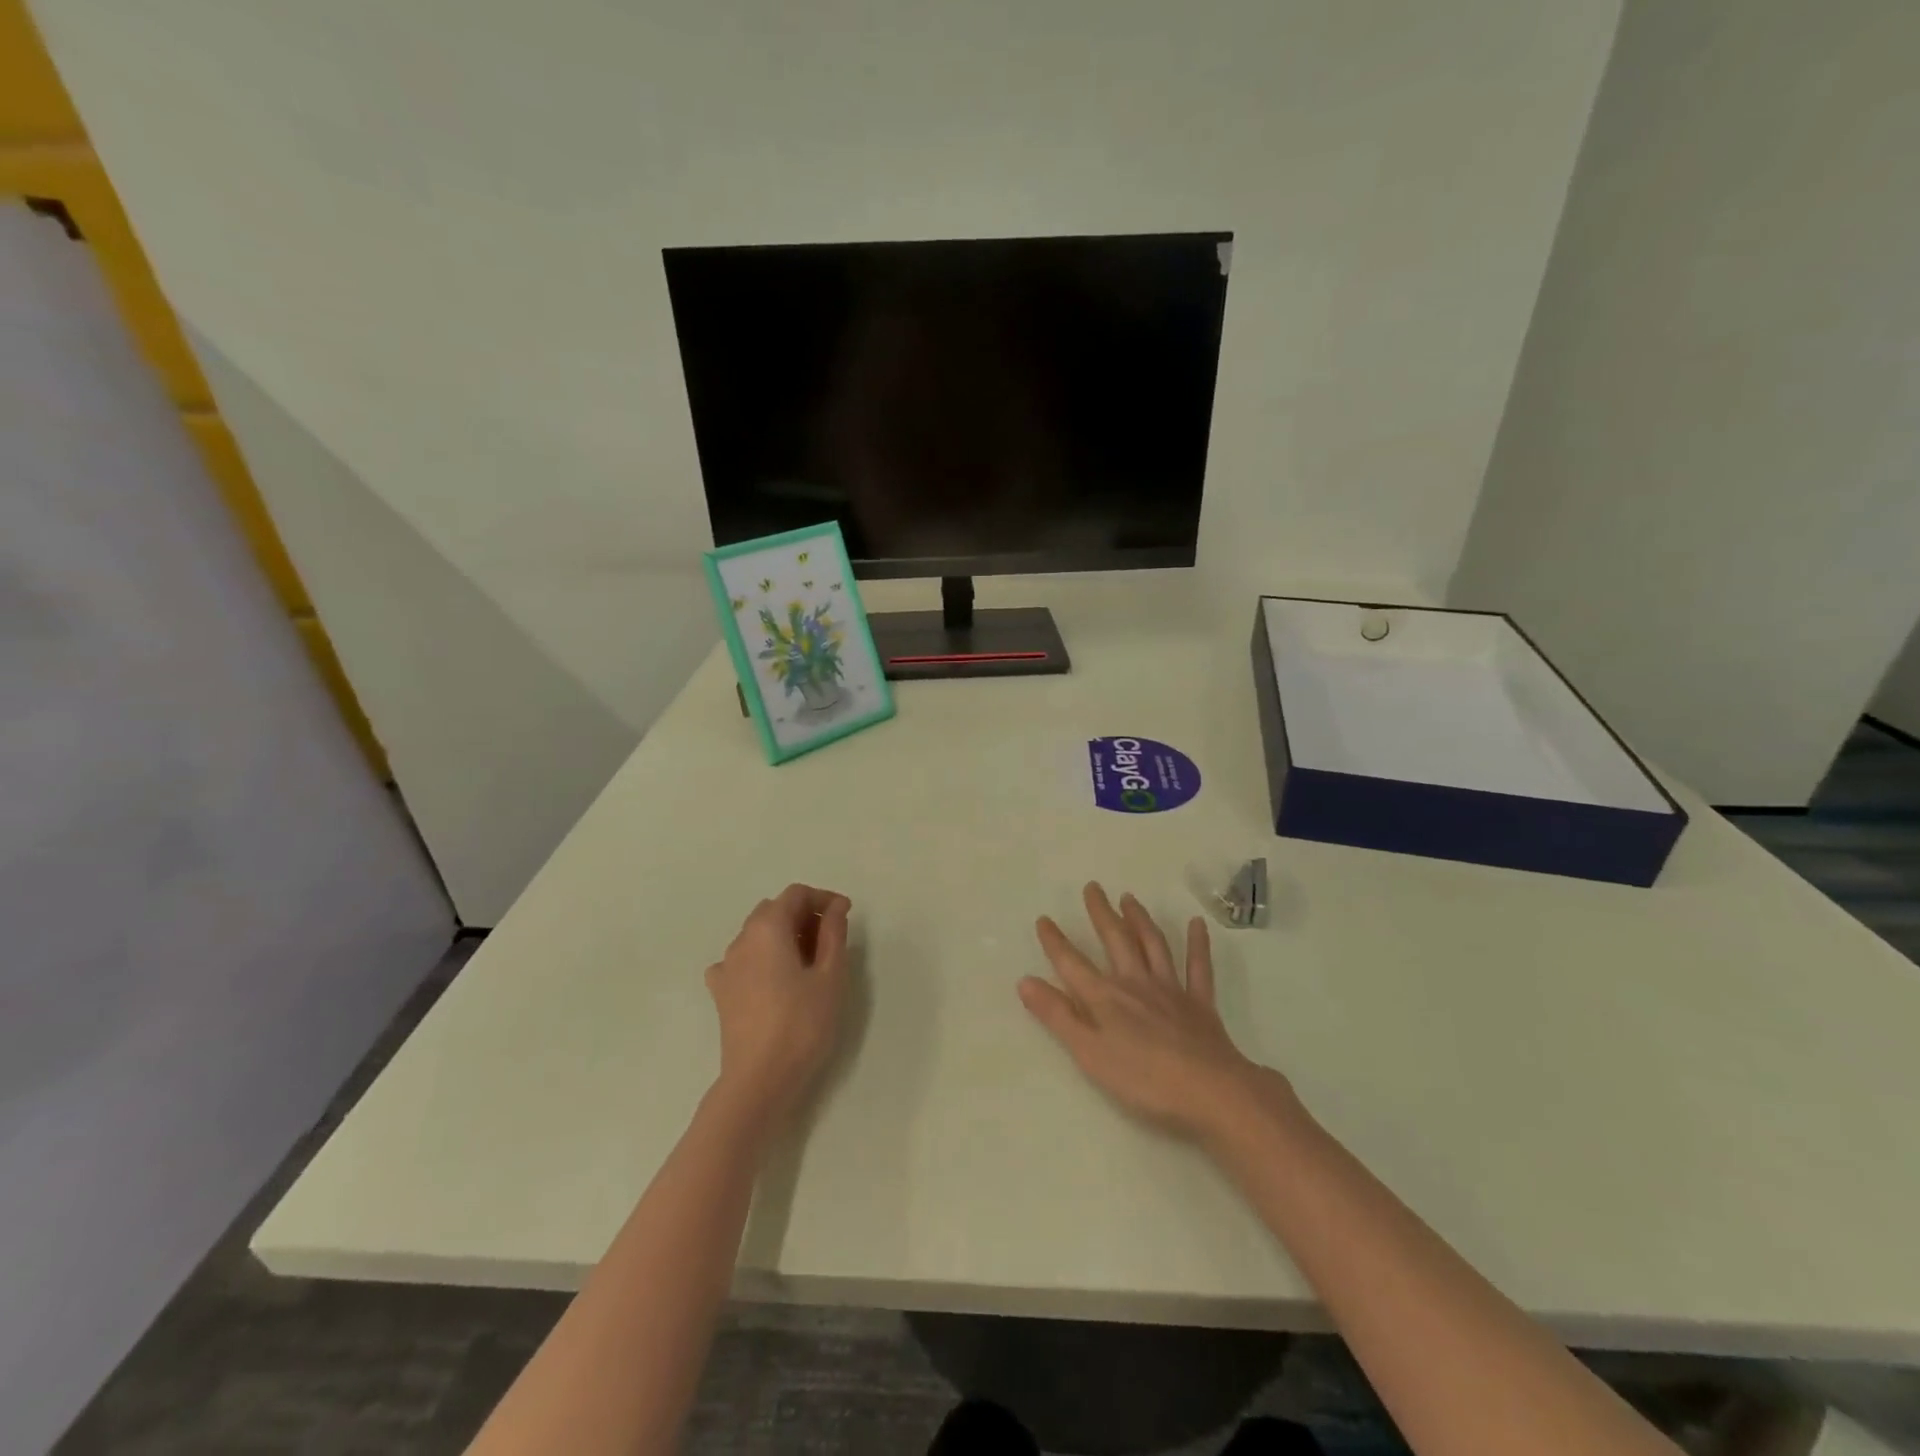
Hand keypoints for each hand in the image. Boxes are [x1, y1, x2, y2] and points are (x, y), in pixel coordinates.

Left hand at [705, 884, 851, 1133]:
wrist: (759, 1079)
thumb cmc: (802, 1024)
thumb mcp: (830, 976)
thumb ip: (833, 934)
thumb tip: (835, 908)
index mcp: (768, 928)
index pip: (796, 894)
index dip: (823, 898)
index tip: (846, 915)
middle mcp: (742, 939)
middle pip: (774, 910)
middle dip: (803, 914)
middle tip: (830, 937)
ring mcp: (726, 966)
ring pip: (757, 933)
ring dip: (783, 935)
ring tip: (809, 960)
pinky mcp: (721, 992)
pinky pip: (742, 959)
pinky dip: (762, 958)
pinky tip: (775, 978)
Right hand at [1020, 883, 1287, 1143]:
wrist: (1209, 1090)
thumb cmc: (1143, 1079)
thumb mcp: (1089, 1053)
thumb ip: (1058, 1016)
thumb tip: (1025, 981)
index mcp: (1106, 998)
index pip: (1072, 964)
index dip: (1056, 942)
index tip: (1044, 919)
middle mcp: (1135, 983)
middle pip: (1115, 941)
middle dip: (1101, 914)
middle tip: (1093, 887)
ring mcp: (1170, 989)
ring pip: (1153, 945)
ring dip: (1139, 920)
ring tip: (1129, 898)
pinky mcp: (1199, 1003)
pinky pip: (1198, 967)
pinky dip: (1198, 944)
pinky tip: (1197, 924)